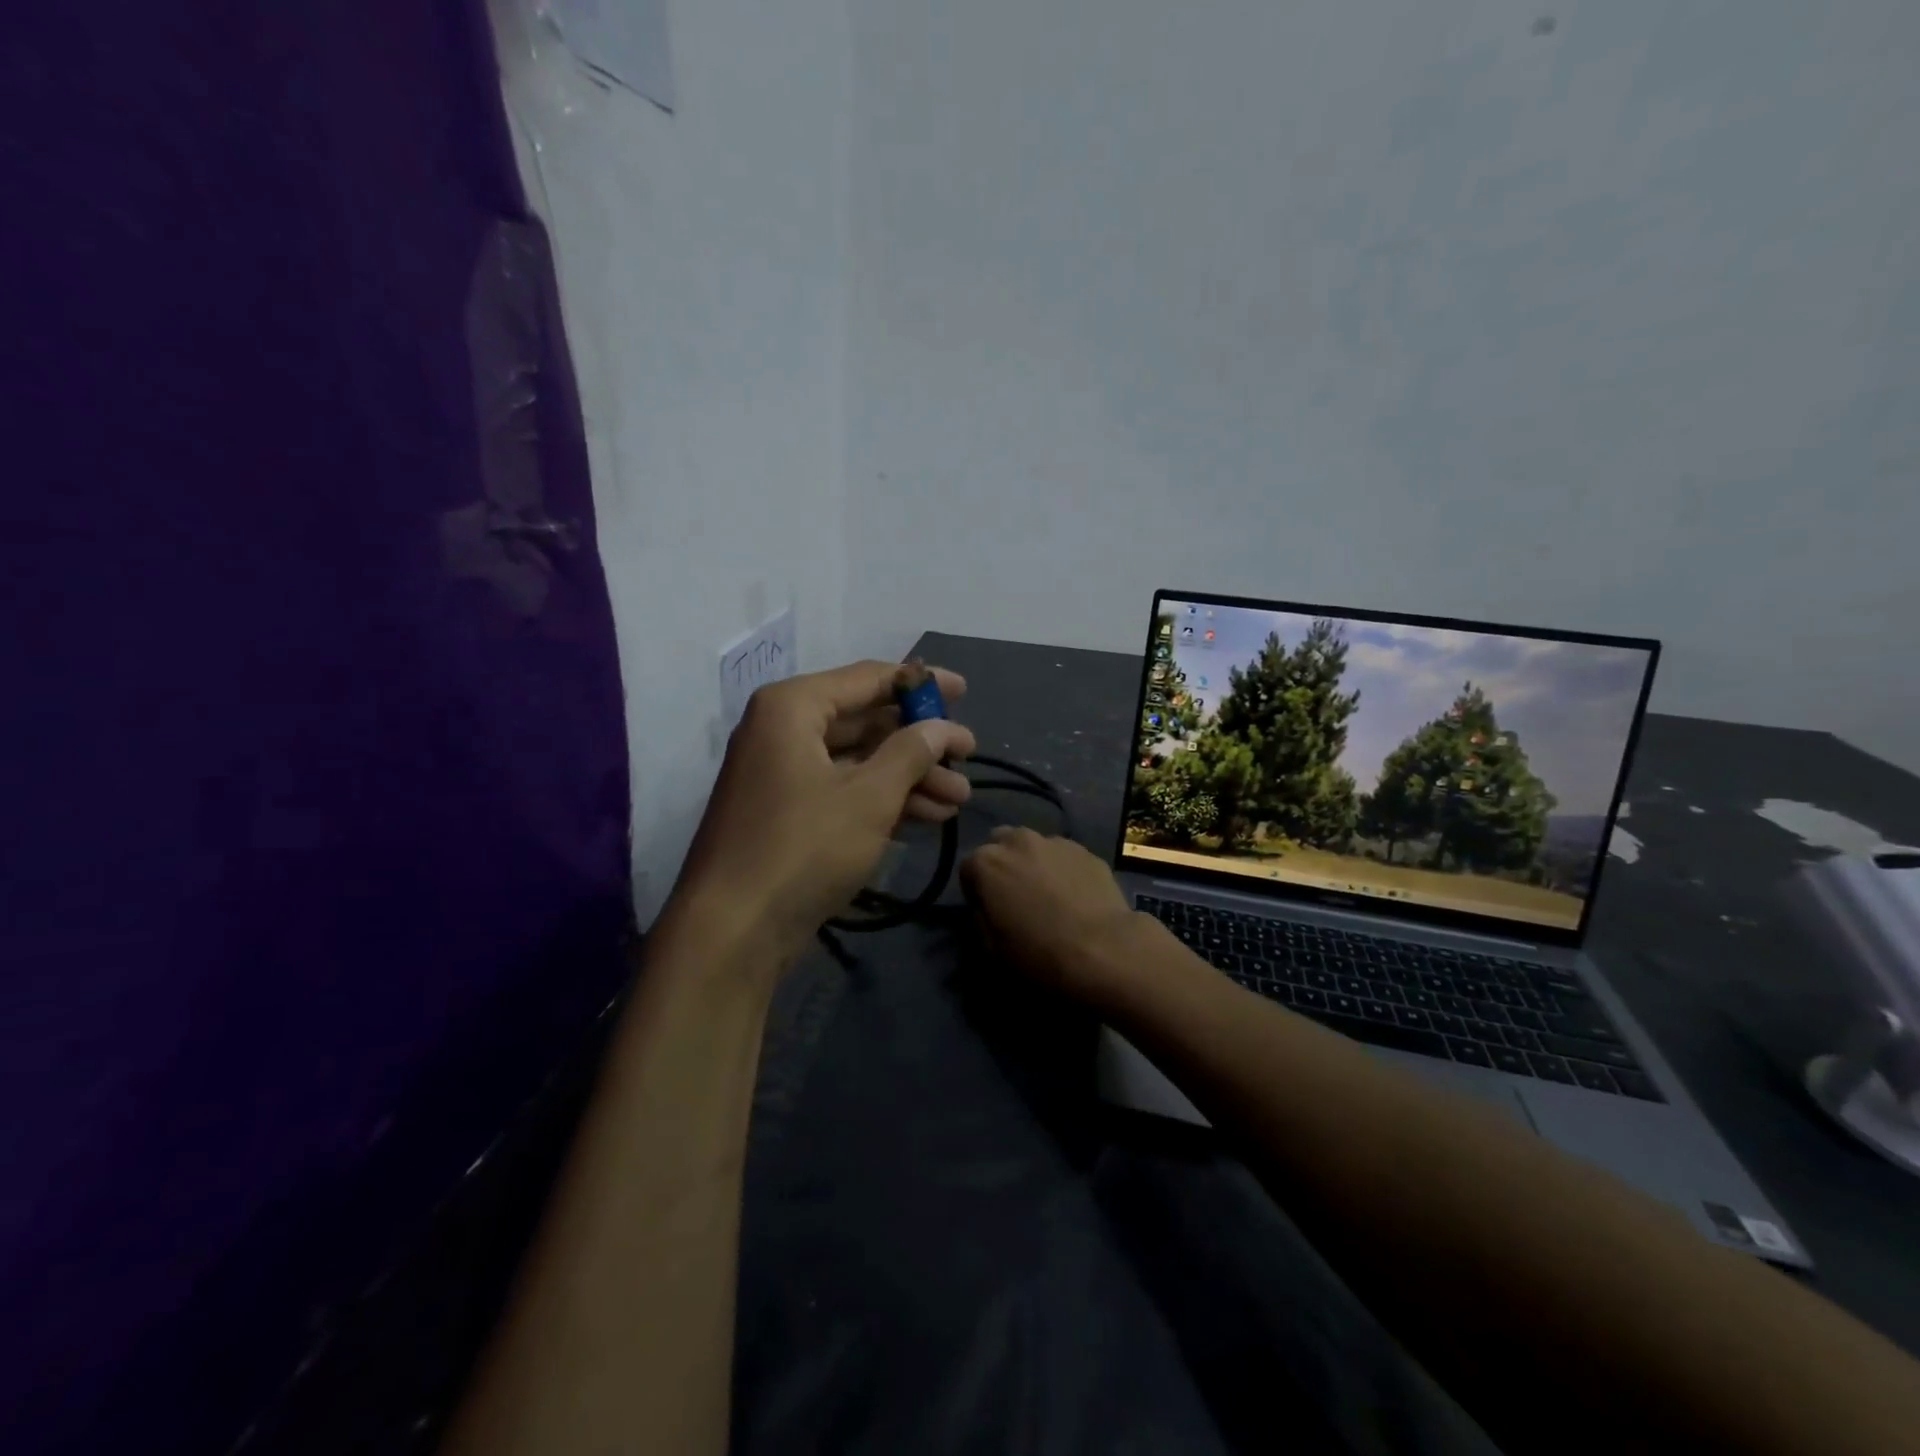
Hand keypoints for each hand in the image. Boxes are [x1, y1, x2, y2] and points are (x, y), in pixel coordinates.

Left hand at [674, 661, 976, 955]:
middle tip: (968, 756)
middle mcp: (782, 730)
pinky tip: (926, 817)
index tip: (963, 691)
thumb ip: (912, 752)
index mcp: (793, 707)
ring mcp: (782, 774)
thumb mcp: (869, 796)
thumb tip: (943, 727)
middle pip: (865, 722)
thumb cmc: (804, 847)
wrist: (732, 931)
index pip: (868, 678)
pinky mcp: (787, 813)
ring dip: (909, 777)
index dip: (919, 683)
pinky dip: (882, 800)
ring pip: (858, 761)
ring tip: (960, 798)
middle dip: (920, 743)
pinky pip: (843, 790)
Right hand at [960, 827, 1146, 1000]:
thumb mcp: (991, 948)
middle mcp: (1018, 840)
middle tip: (1016, 897)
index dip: (975, 891)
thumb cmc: (1039, 954)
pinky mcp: (1086, 850)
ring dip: (1033, 863)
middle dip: (1003, 865)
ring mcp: (1055, 841)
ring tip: (1049, 894)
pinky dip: (1063, 869)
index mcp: (986, 862)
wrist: (1104, 950)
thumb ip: (980, 917)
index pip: (968, 869)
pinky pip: (1064, 856)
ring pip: (1034, 847)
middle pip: (1000, 845)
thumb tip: (987, 907)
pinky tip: (1075, 896)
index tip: (988, 912)